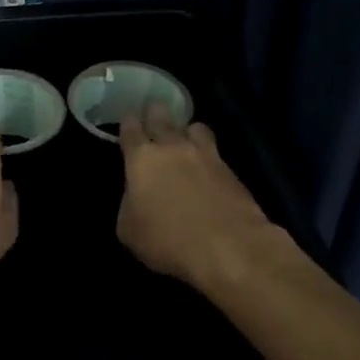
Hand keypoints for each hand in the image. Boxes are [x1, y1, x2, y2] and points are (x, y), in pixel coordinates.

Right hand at [117, 104, 276, 288]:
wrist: (229, 248)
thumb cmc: (168, 240)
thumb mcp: (129, 230)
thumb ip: (128, 204)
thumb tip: (136, 196)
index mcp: (142, 159)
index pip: (130, 129)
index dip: (128, 123)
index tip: (128, 121)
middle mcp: (173, 147)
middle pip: (162, 116)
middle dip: (155, 112)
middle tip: (153, 112)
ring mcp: (206, 155)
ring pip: (195, 126)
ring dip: (187, 130)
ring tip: (185, 139)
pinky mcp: (231, 170)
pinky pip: (215, 152)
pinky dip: (207, 155)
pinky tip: (206, 168)